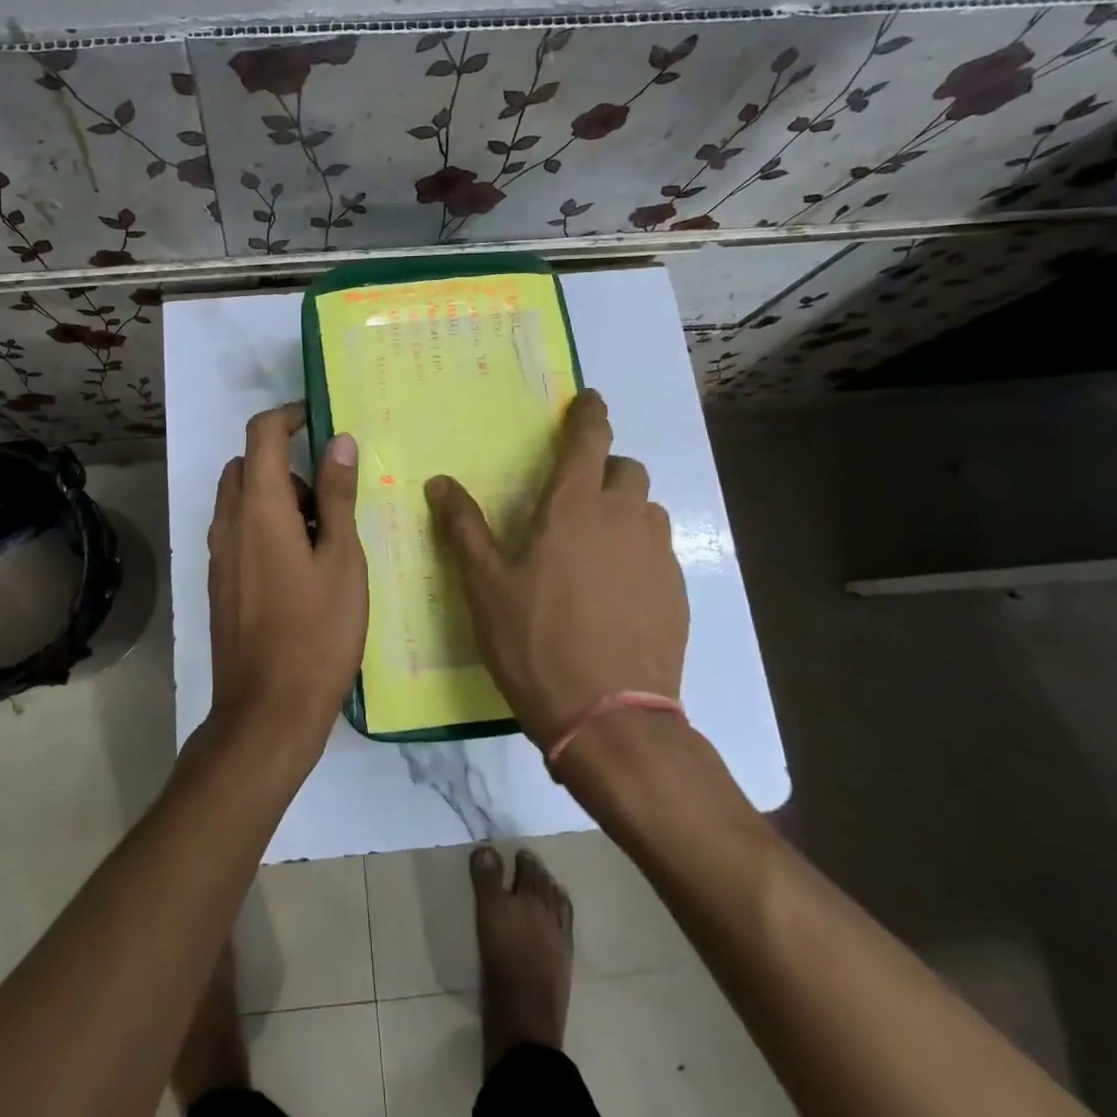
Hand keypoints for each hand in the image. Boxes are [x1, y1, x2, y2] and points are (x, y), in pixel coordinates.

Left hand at [205, 403, 367, 759]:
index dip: (289, 416)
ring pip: (240, 499)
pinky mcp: (219, 581)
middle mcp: (229, 522)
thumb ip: (336, 496)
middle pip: (247, 465)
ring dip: (275, 496)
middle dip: (285, 463)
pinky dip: (264, 525)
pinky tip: (299, 567)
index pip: (262, 435)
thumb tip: (339, 441)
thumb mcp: (342, 560)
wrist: (267, 712)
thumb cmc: (317, 633)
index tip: (320, 421)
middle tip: (328, 498)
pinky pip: (238, 530)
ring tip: (320, 538)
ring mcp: (219, 554)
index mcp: (260, 508)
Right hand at [425, 390, 687, 748]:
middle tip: (576, 497)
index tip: (590, 399)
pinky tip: (616, 592)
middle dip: (604, 470)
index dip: (590, 413)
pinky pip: (659, 552)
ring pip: (647, 511)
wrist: (610, 717)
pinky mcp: (677, 591)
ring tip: (596, 548)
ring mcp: (657, 554)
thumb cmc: (535, 640)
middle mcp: (623, 518)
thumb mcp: (485, 585)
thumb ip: (464, 527)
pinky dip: (639, 553)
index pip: (589, 439)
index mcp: (573, 507)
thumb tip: (439, 482)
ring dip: (625, 513)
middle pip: (626, 470)